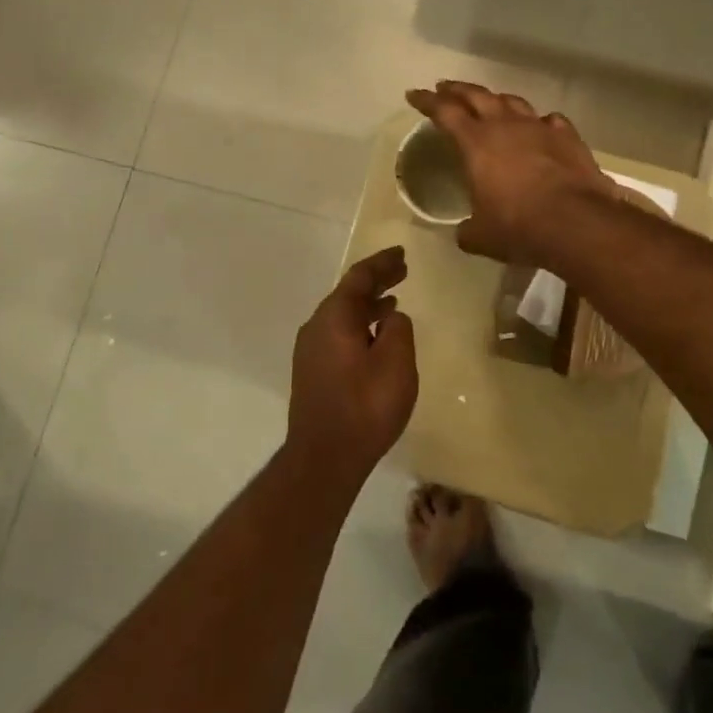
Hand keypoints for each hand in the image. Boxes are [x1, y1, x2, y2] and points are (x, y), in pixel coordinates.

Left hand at [286, 247, 418, 486]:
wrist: (324, 458)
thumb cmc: (365, 406)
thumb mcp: (396, 362)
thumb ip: (398, 329)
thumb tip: (391, 316)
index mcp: (334, 317)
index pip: (359, 277)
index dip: (382, 263)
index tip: (401, 254)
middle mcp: (316, 327)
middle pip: (348, 294)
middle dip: (376, 281)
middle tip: (401, 271)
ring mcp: (310, 351)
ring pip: (343, 316)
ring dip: (368, 305)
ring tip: (393, 302)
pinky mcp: (313, 372)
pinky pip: (339, 334)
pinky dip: (360, 325)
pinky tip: (375, 337)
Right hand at [406, 82, 617, 266]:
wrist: (577, 223)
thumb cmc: (519, 227)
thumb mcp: (482, 236)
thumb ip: (468, 230)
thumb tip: (465, 233)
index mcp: (476, 143)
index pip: (445, 112)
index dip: (427, 101)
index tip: (414, 94)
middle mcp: (506, 126)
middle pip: (477, 96)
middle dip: (457, 90)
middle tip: (445, 87)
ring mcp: (540, 128)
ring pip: (513, 102)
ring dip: (496, 99)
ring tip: (490, 102)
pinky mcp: (568, 137)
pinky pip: (549, 120)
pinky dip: (538, 122)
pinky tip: (540, 126)